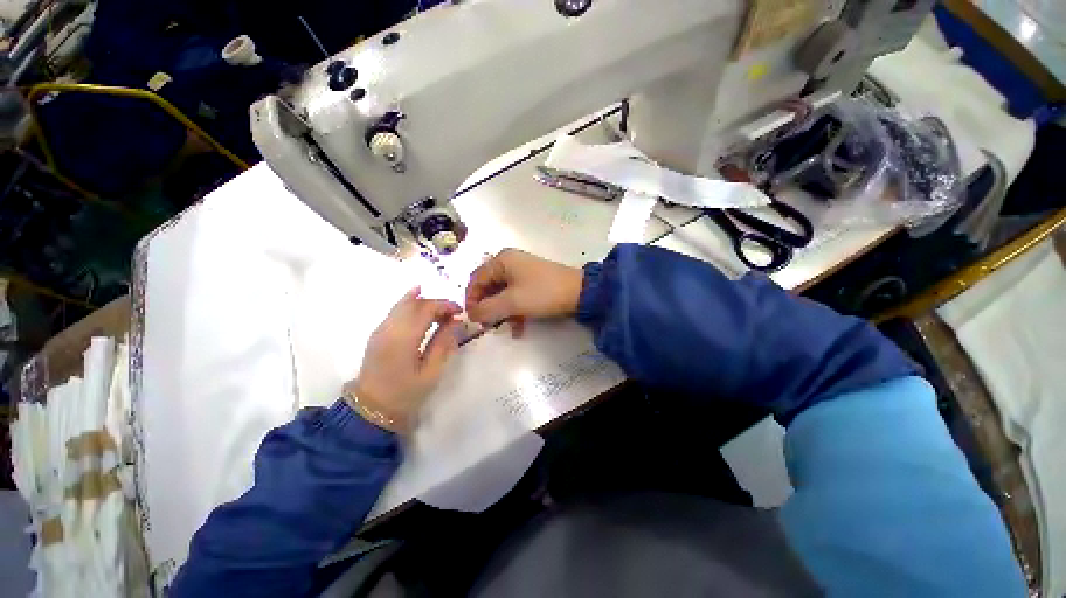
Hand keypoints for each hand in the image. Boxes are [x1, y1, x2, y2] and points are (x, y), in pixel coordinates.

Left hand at [347, 288, 461, 431]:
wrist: (371, 408)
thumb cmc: (406, 393)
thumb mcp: (432, 372)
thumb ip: (444, 343)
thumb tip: (457, 321)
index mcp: (403, 338)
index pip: (426, 308)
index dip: (445, 305)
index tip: (460, 311)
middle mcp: (389, 328)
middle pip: (414, 302)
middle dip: (436, 302)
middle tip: (452, 312)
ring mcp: (380, 329)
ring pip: (403, 303)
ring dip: (424, 302)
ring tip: (441, 311)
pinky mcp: (378, 332)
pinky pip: (396, 310)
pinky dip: (411, 305)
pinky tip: (422, 308)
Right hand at [465, 249, 583, 326]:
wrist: (579, 292)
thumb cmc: (542, 293)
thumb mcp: (512, 302)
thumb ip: (487, 309)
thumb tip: (470, 315)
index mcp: (501, 261)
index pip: (476, 280)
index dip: (471, 300)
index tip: (473, 320)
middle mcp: (509, 263)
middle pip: (489, 287)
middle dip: (488, 308)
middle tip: (488, 326)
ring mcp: (522, 272)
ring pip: (502, 294)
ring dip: (502, 312)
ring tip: (506, 329)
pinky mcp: (532, 283)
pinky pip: (516, 297)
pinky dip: (514, 311)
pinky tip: (519, 328)